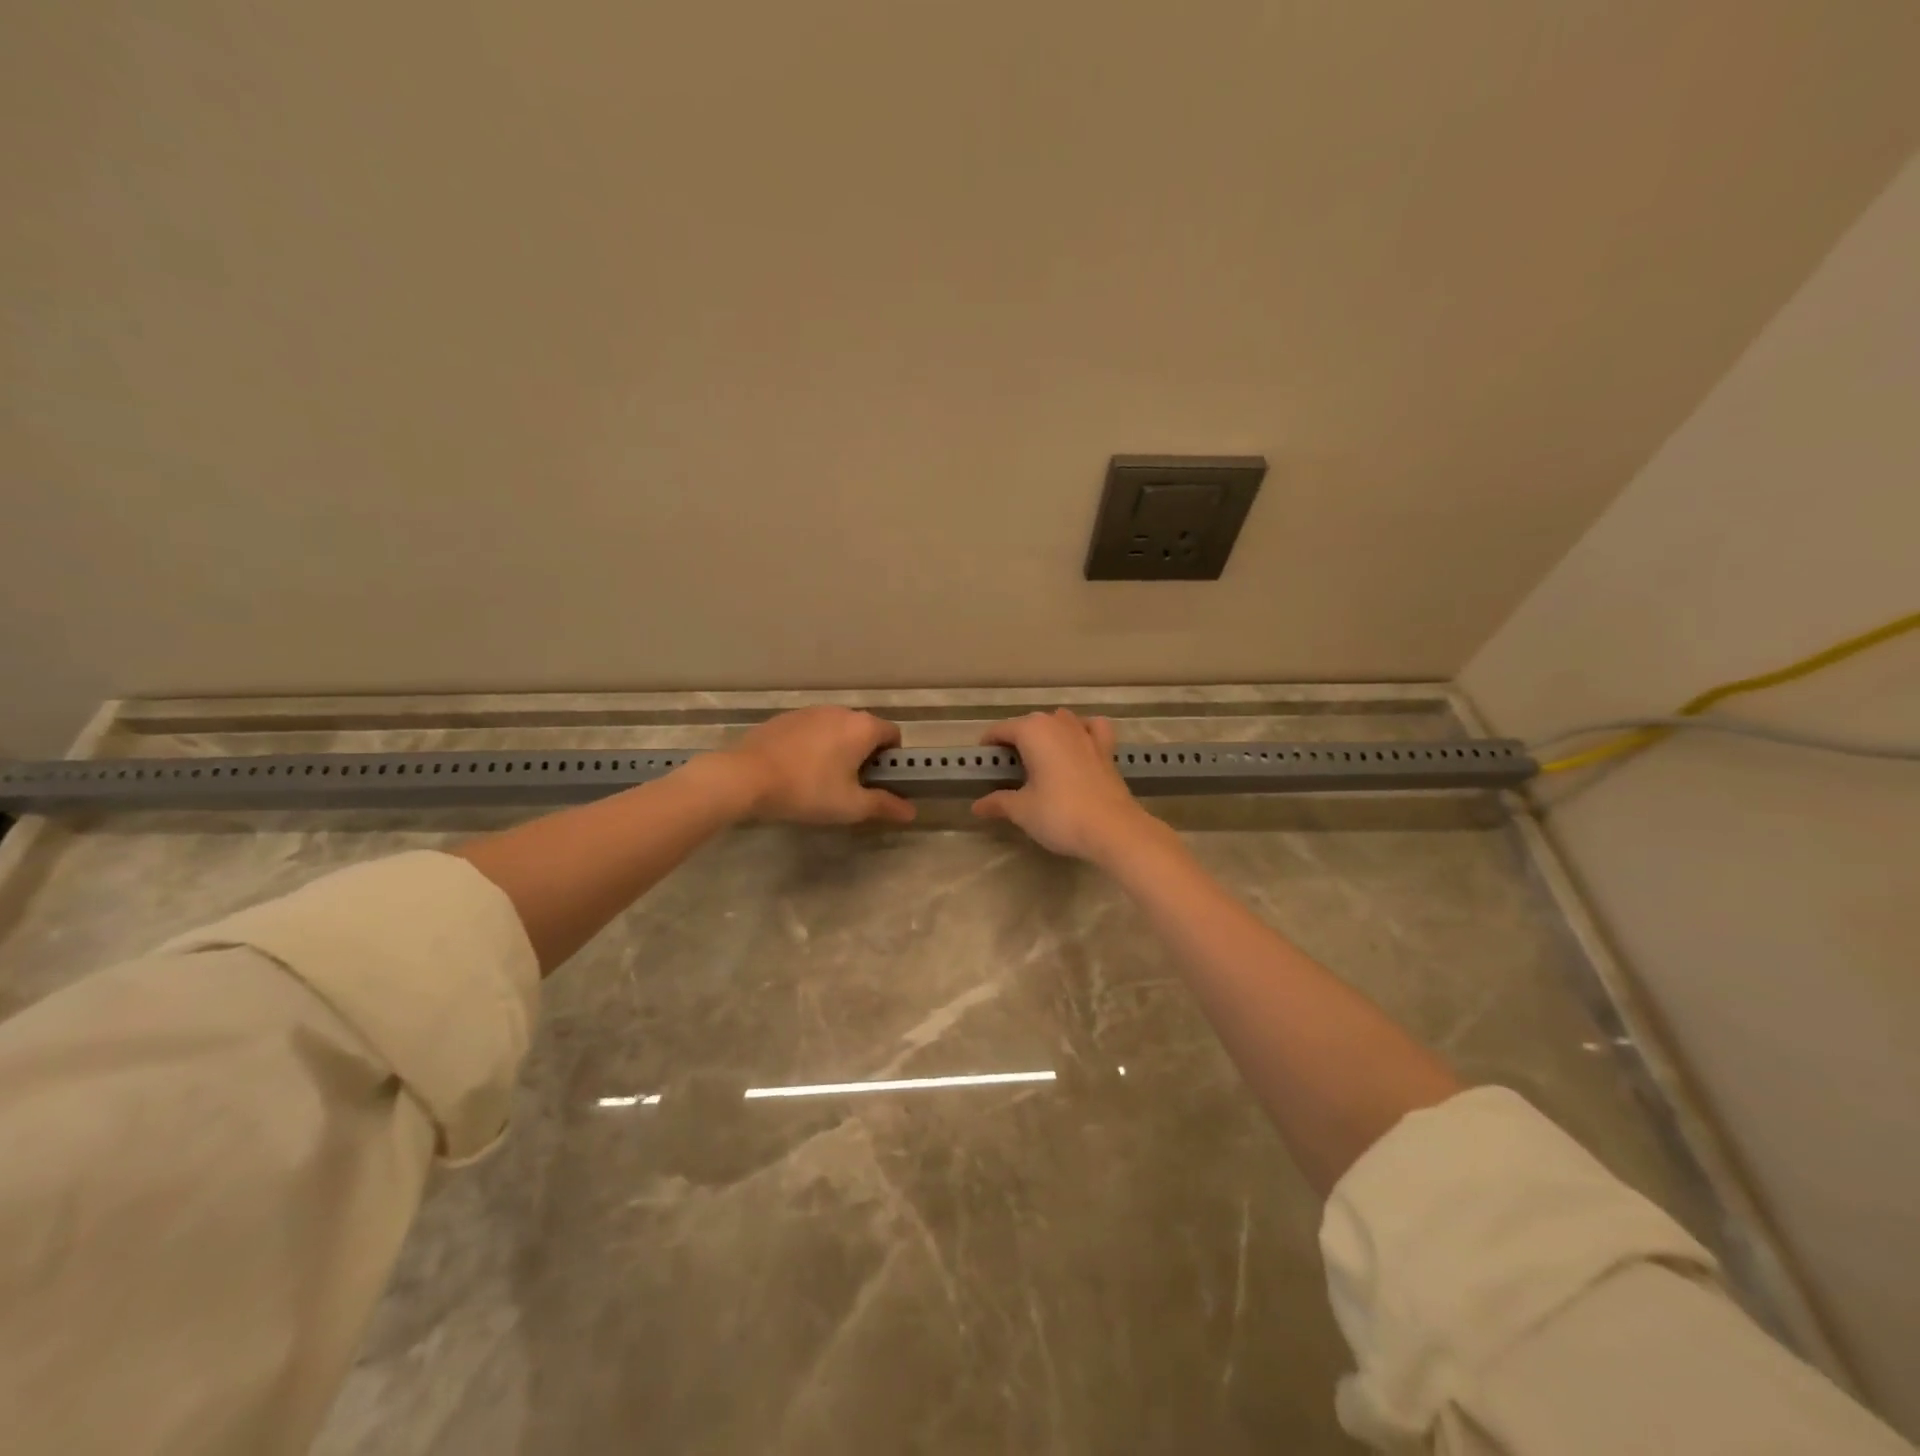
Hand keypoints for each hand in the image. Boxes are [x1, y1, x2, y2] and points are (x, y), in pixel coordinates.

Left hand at [721, 707, 914, 825]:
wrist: (746, 777)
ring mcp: (810, 711)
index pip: (893, 734)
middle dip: (864, 754)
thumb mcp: (850, 806)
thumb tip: (911, 811)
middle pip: (865, 730)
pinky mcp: (785, 718)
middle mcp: (840, 711)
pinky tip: (796, 769)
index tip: (878, 781)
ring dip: (838, 748)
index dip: (892, 759)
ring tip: (820, 779)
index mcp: (863, 727)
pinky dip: (813, 745)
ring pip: (837, 729)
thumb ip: (884, 805)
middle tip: (850, 785)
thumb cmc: (808, 790)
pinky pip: (812, 730)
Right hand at [971, 709, 1155, 860]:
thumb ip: (998, 802)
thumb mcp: (1022, 811)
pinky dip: (1083, 731)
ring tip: (1040, 759)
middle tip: (1007, 771)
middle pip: (1029, 724)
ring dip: (1047, 733)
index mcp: (1033, 731)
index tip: (983, 765)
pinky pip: (1091, 729)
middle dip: (1016, 741)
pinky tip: (1078, 745)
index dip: (988, 746)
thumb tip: (977, 805)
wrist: (1113, 829)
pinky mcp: (1106, 748)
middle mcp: (1059, 723)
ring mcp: (1086, 733)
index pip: (1000, 730)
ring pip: (1060, 721)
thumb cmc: (1060, 814)